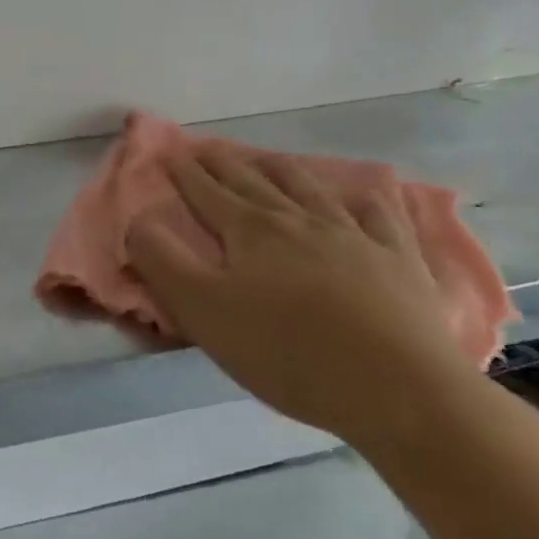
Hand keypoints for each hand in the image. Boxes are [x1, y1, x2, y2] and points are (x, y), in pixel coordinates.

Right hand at [125, 146, 480, 446]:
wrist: (400, 391)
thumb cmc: (288, 352)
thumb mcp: (203, 312)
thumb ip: (161, 261)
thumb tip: (137, 221)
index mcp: (248, 231)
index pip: (206, 191)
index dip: (184, 171)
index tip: (168, 152)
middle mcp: (297, 220)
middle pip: (252, 181)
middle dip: (223, 162)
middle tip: (205, 147)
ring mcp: (353, 235)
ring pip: (309, 188)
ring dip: (281, 169)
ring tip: (267, 159)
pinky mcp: (398, 259)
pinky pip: (379, 215)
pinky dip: (364, 199)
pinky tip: (360, 195)